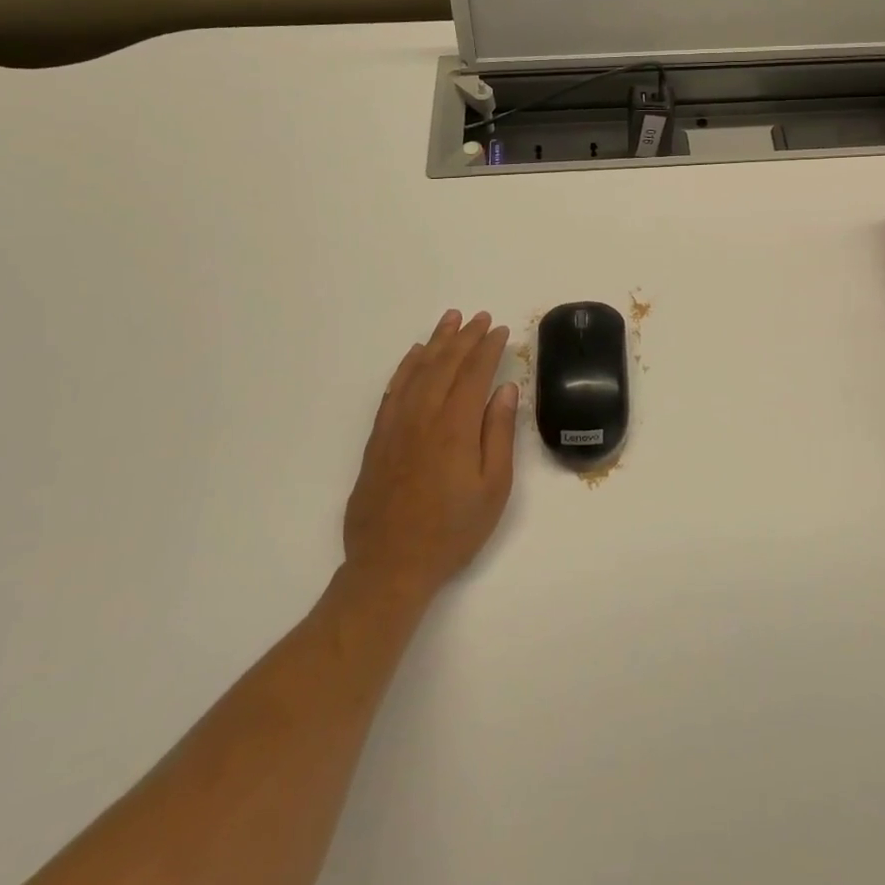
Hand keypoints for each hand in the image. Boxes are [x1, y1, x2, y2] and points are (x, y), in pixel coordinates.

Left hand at [341, 310, 518, 603]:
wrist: (390, 567)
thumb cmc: (452, 532)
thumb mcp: (493, 488)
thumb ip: (499, 434)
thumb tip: (505, 390)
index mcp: (455, 427)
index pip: (474, 374)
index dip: (488, 349)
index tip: (500, 331)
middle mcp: (423, 417)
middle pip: (445, 365)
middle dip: (464, 337)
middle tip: (480, 317)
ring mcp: (396, 426)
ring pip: (417, 371)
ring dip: (436, 343)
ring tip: (450, 320)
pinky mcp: (379, 439)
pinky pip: (393, 390)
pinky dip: (406, 367)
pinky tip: (415, 356)